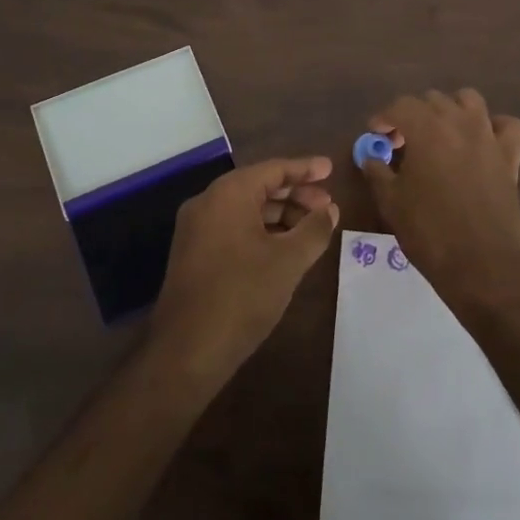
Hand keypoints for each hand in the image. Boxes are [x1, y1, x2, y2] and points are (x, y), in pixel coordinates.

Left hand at [149, 157, 338, 386]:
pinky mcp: (193, 253)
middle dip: (295, 194)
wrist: (187, 350)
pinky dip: (261, 231)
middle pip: (259, 187)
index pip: (274, 169)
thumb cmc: (243, 295)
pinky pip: (233, 228)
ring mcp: (196, 228)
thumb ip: (314, 229)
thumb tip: (330, 210)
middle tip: (327, 206)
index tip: (331, 169)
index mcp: (229, 193)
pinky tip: (284, 248)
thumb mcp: (289, 261)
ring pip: (246, 209)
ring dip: (280, 215)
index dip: (305, 169)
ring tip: (311, 229)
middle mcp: (208, 202)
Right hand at [361, 89, 519, 319]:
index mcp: (426, 129)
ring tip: (440, 135)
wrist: (482, 266)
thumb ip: (377, 172)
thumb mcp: (391, 203)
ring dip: (450, 110)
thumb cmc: (429, 233)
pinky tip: (482, 142)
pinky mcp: (510, 157)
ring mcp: (488, 137)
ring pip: (469, 100)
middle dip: (413, 115)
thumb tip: (370, 156)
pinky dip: (494, 126)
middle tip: (402, 144)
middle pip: (432, 100)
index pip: (400, 106)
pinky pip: (508, 126)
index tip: (376, 137)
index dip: (384, 118)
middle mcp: (459, 122)